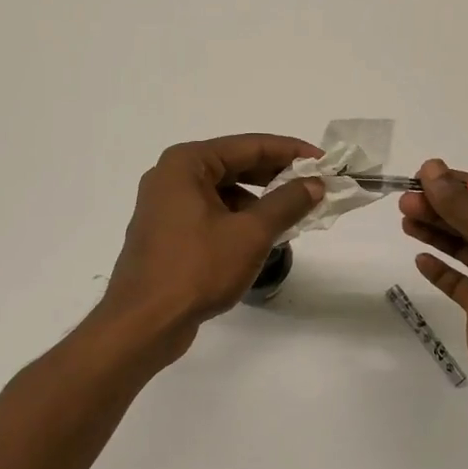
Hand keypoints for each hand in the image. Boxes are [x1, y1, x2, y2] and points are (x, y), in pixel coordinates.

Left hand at [99, 134, 325, 358]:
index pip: (249, 146)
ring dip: (258, 201)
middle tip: (314, 186)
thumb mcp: (250, 234)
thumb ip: (286, 203)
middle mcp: (171, 176)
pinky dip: (238, 219)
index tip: (324, 162)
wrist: (143, 323)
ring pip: (223, 191)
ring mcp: (165, 205)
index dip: (290, 152)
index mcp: (186, 163)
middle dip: (276, 176)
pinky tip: (261, 238)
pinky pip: (210, 212)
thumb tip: (315, 183)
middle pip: (234, 165)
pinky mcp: (167, 232)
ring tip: (292, 216)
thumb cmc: (196, 269)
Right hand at [398, 159, 467, 414]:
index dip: (458, 183)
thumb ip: (460, 204)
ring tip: (405, 221)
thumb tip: (430, 167)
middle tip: (405, 201)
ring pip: (465, 246)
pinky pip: (459, 281)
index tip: (422, 176)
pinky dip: (440, 269)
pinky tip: (421, 259)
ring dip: (437, 232)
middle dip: (441, 207)